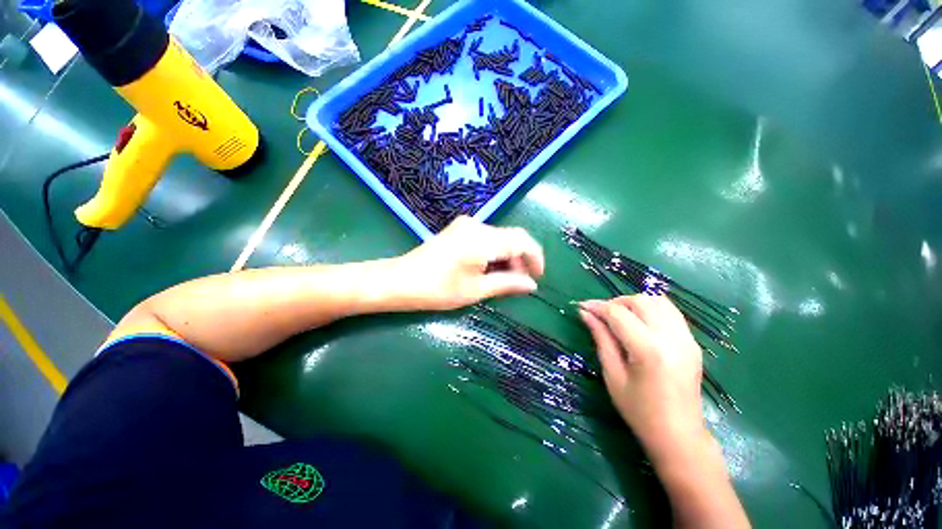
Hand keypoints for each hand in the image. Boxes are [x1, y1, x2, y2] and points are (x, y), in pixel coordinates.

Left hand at [394, 216, 544, 309]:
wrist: (400, 280)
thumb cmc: (437, 289)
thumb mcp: (476, 290)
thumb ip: (508, 284)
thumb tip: (532, 285)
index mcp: (483, 239)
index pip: (522, 241)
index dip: (535, 258)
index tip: (537, 277)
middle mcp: (477, 225)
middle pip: (511, 238)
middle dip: (520, 260)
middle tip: (519, 284)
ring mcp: (466, 225)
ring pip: (499, 238)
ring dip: (507, 257)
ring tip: (505, 280)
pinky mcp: (459, 230)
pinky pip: (486, 239)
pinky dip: (494, 253)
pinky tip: (490, 269)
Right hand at [578, 294, 707, 463]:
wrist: (679, 436)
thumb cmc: (639, 411)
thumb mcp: (612, 375)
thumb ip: (601, 338)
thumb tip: (585, 314)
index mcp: (649, 351)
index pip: (618, 314)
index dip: (597, 306)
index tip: (581, 307)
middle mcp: (672, 339)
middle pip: (641, 301)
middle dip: (616, 302)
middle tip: (600, 314)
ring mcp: (687, 339)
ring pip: (658, 301)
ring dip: (634, 302)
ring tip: (619, 316)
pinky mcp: (693, 342)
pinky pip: (671, 311)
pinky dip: (651, 308)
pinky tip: (639, 321)